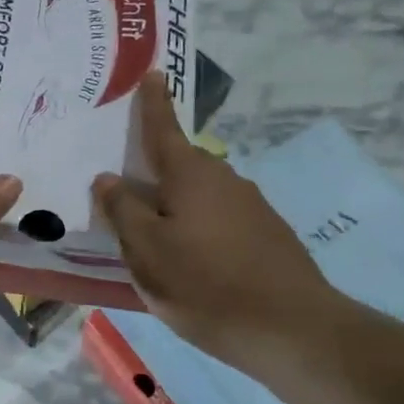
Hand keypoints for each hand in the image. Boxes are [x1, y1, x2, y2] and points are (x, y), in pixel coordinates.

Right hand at [93, 73, 337, 365]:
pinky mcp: (268, 236)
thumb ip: (122, 210)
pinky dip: (197, 227)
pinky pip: (218, 219)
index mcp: (190, 175)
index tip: (153, 72)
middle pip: (179, 165)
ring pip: (199, 195)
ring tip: (152, 235)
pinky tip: (191, 260)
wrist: (294, 331)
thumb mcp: (146, 250)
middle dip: (153, 170)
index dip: (153, 103)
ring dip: (174, 204)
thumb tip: (108, 178)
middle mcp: (224, 180)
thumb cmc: (205, 285)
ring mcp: (251, 208)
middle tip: (124, 186)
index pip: (163, 129)